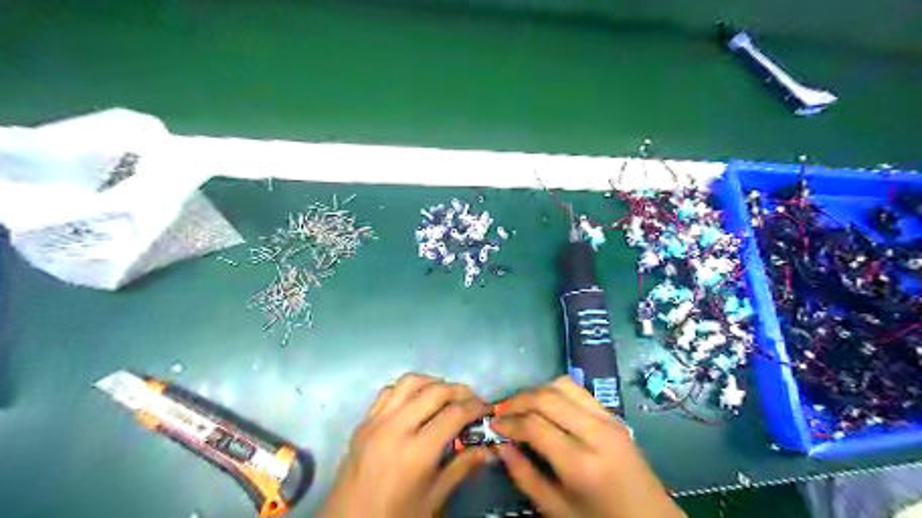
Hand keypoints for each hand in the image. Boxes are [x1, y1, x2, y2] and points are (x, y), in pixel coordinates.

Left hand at [318, 375, 488, 517]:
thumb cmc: (395, 517)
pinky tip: (416, 402)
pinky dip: (407, 389)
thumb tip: (488, 450)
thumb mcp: (433, 499)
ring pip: (410, 382)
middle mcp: (396, 428)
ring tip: (446, 396)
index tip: (488, 409)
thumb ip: (462, 468)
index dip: (476, 407)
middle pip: (435, 391)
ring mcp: (376, 421)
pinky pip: (388, 391)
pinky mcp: (363, 422)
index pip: (454, 414)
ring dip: (433, 383)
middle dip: (460, 391)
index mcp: (416, 452)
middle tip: (472, 401)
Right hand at [497, 376, 683, 516]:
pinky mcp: (613, 415)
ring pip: (562, 385)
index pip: (535, 425)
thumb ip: (525, 475)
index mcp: (581, 464)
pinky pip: (578, 390)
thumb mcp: (557, 510)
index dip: (508, 422)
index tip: (492, 425)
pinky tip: (544, 405)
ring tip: (520, 406)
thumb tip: (500, 445)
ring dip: (536, 390)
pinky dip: (555, 390)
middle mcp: (595, 432)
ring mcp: (608, 419)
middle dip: (517, 400)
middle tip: (501, 411)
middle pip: (547, 397)